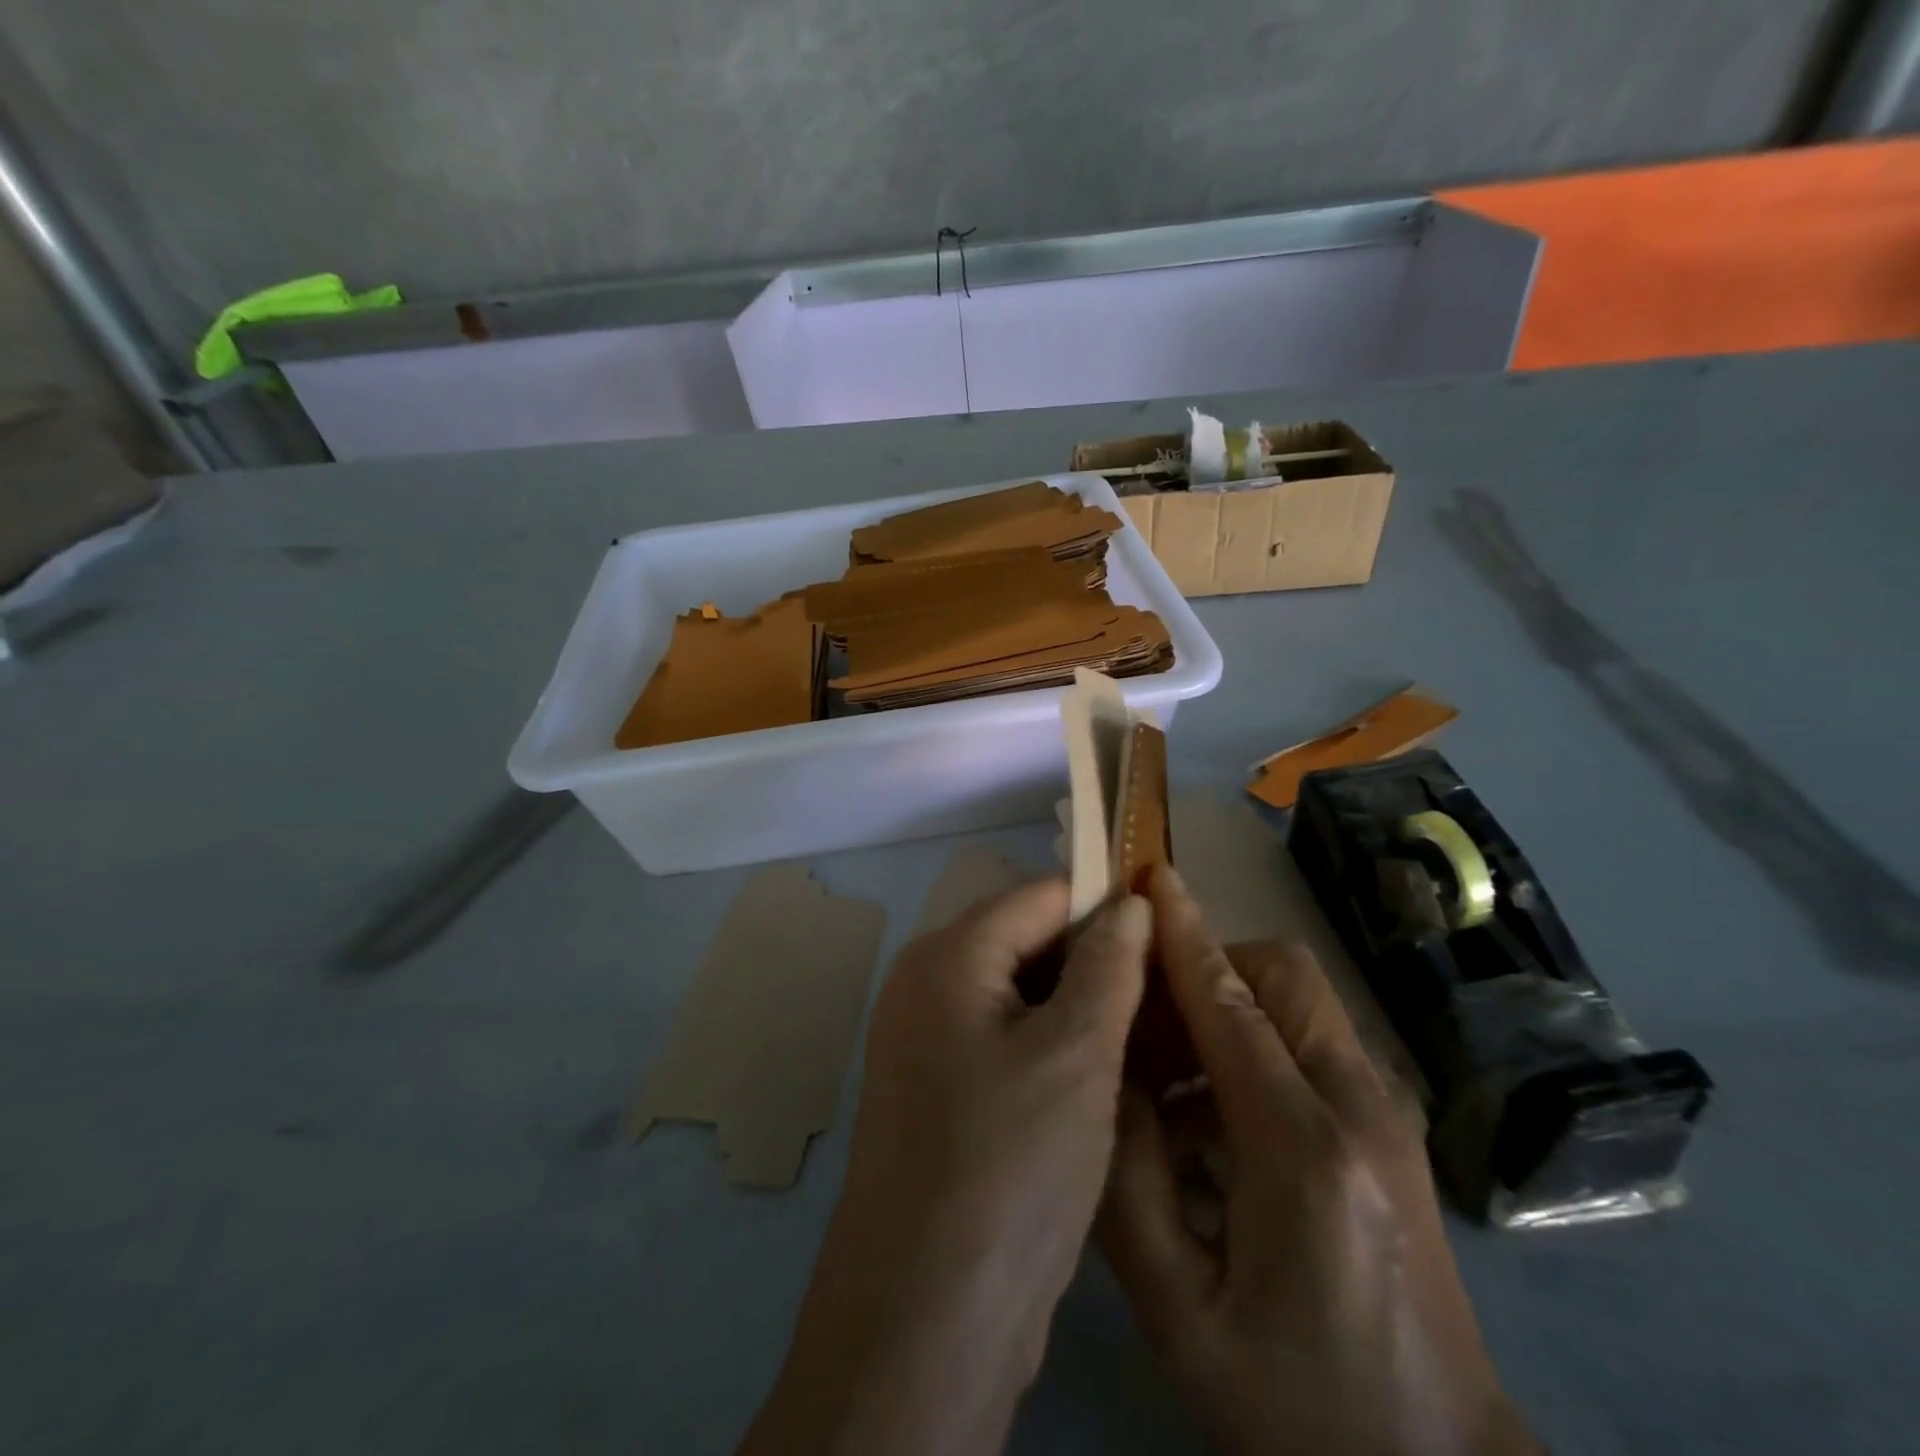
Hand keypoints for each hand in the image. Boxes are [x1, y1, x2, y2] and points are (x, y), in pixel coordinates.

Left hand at [740, 878, 1151, 1455]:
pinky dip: (1054, 1047)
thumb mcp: (1077, 1054)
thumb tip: (1130, 902)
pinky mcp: (942, 1092)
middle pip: (1026, 942)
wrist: (927, 1319)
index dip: (1106, 903)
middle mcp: (927, 986)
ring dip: (1081, 1008)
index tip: (1172, 929)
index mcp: (948, 957)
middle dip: (1096, 959)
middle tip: (1170, 992)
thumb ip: (1108, 965)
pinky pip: (1006, 1043)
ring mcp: (928, 1042)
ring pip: (1021, 997)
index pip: (1039, 896)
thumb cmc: (1009, 1166)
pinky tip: (1106, 1075)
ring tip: (1152, 1031)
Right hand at [1100, 866, 1538, 1455]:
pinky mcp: (1393, 1131)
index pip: (1230, 1007)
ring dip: (1227, 1003)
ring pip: (1300, 1000)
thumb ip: (1125, 1182)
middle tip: (1143, 1014)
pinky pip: (1312, 1043)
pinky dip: (1254, 1042)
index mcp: (1303, 1153)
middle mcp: (1361, 1111)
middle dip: (1207, 966)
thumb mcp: (1179, 1311)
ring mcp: (1389, 1117)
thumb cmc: (1295, 1405)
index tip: (1151, 878)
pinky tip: (1207, 1116)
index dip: (1184, 936)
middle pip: (1281, 977)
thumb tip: (1104, 1075)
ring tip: (1164, 1071)